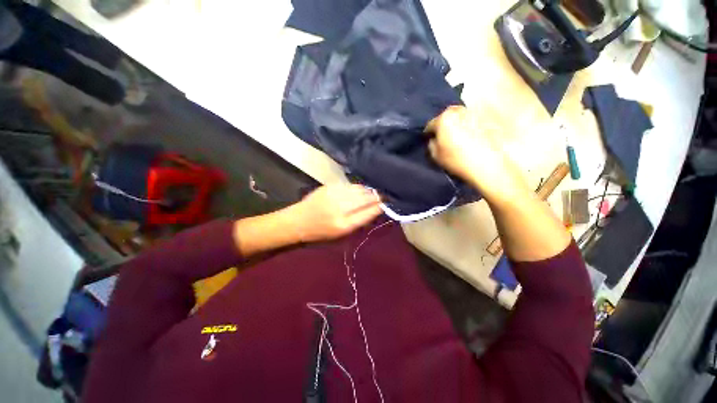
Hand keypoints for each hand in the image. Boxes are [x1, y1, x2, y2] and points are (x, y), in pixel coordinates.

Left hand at [288, 184, 381, 241]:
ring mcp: (335, 194)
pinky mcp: (330, 186)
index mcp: (343, 224)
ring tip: (374, 193)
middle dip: (377, 197)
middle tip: (384, 196)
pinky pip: (351, 185)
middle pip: (366, 198)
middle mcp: (340, 207)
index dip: (380, 206)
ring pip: (359, 189)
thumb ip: (359, 221)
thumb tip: (375, 209)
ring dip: (369, 191)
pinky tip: (361, 190)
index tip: (387, 203)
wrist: (298, 221)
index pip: (368, 212)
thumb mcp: (341, 234)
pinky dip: (359, 188)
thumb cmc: (320, 232)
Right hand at [426, 106, 528, 202]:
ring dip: (455, 123)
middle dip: (442, 124)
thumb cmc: (457, 160)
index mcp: (444, 118)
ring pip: (459, 116)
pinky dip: (467, 126)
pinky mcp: (485, 120)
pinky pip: (471, 120)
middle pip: (446, 116)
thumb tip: (433, 139)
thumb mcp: (435, 155)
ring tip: (455, 135)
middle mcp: (459, 111)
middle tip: (441, 136)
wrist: (487, 165)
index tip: (428, 140)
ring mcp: (474, 113)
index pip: (430, 124)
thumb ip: (431, 144)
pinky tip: (467, 136)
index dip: (428, 133)